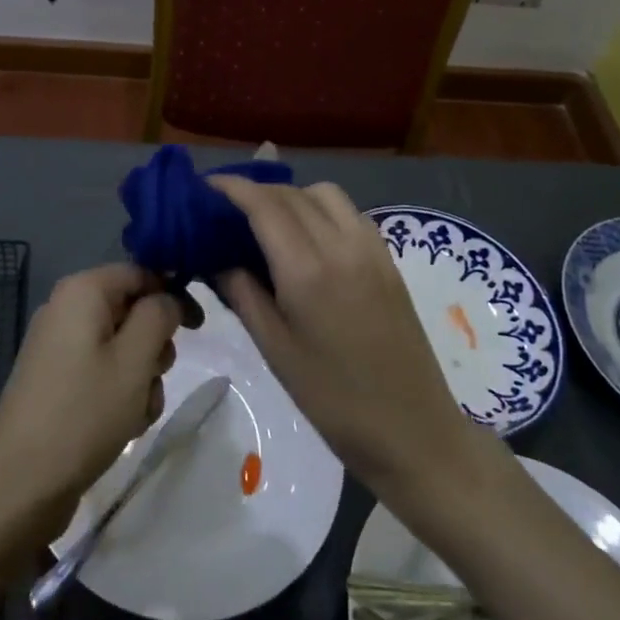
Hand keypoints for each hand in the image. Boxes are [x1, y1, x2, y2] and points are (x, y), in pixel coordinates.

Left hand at [0, 264, 180, 547]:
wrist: (21, 483)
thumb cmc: (85, 412)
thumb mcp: (135, 360)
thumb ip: (158, 316)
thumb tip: (166, 297)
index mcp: (82, 291)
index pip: (140, 272)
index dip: (172, 294)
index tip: (198, 328)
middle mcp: (65, 309)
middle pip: (130, 310)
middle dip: (154, 345)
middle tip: (156, 376)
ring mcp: (56, 346)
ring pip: (120, 346)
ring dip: (140, 376)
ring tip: (136, 412)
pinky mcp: (54, 379)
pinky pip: (100, 371)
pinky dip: (118, 392)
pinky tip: (121, 425)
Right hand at [207, 177, 491, 498]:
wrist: (414, 432)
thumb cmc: (334, 400)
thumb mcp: (275, 350)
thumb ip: (242, 294)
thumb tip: (216, 258)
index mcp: (308, 270)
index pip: (265, 205)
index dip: (233, 188)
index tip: (205, 186)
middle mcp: (342, 246)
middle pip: (293, 193)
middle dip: (256, 190)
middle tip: (227, 209)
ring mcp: (372, 250)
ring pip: (326, 195)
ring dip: (292, 195)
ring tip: (268, 222)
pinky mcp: (389, 261)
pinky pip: (350, 214)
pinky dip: (321, 209)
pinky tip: (309, 239)